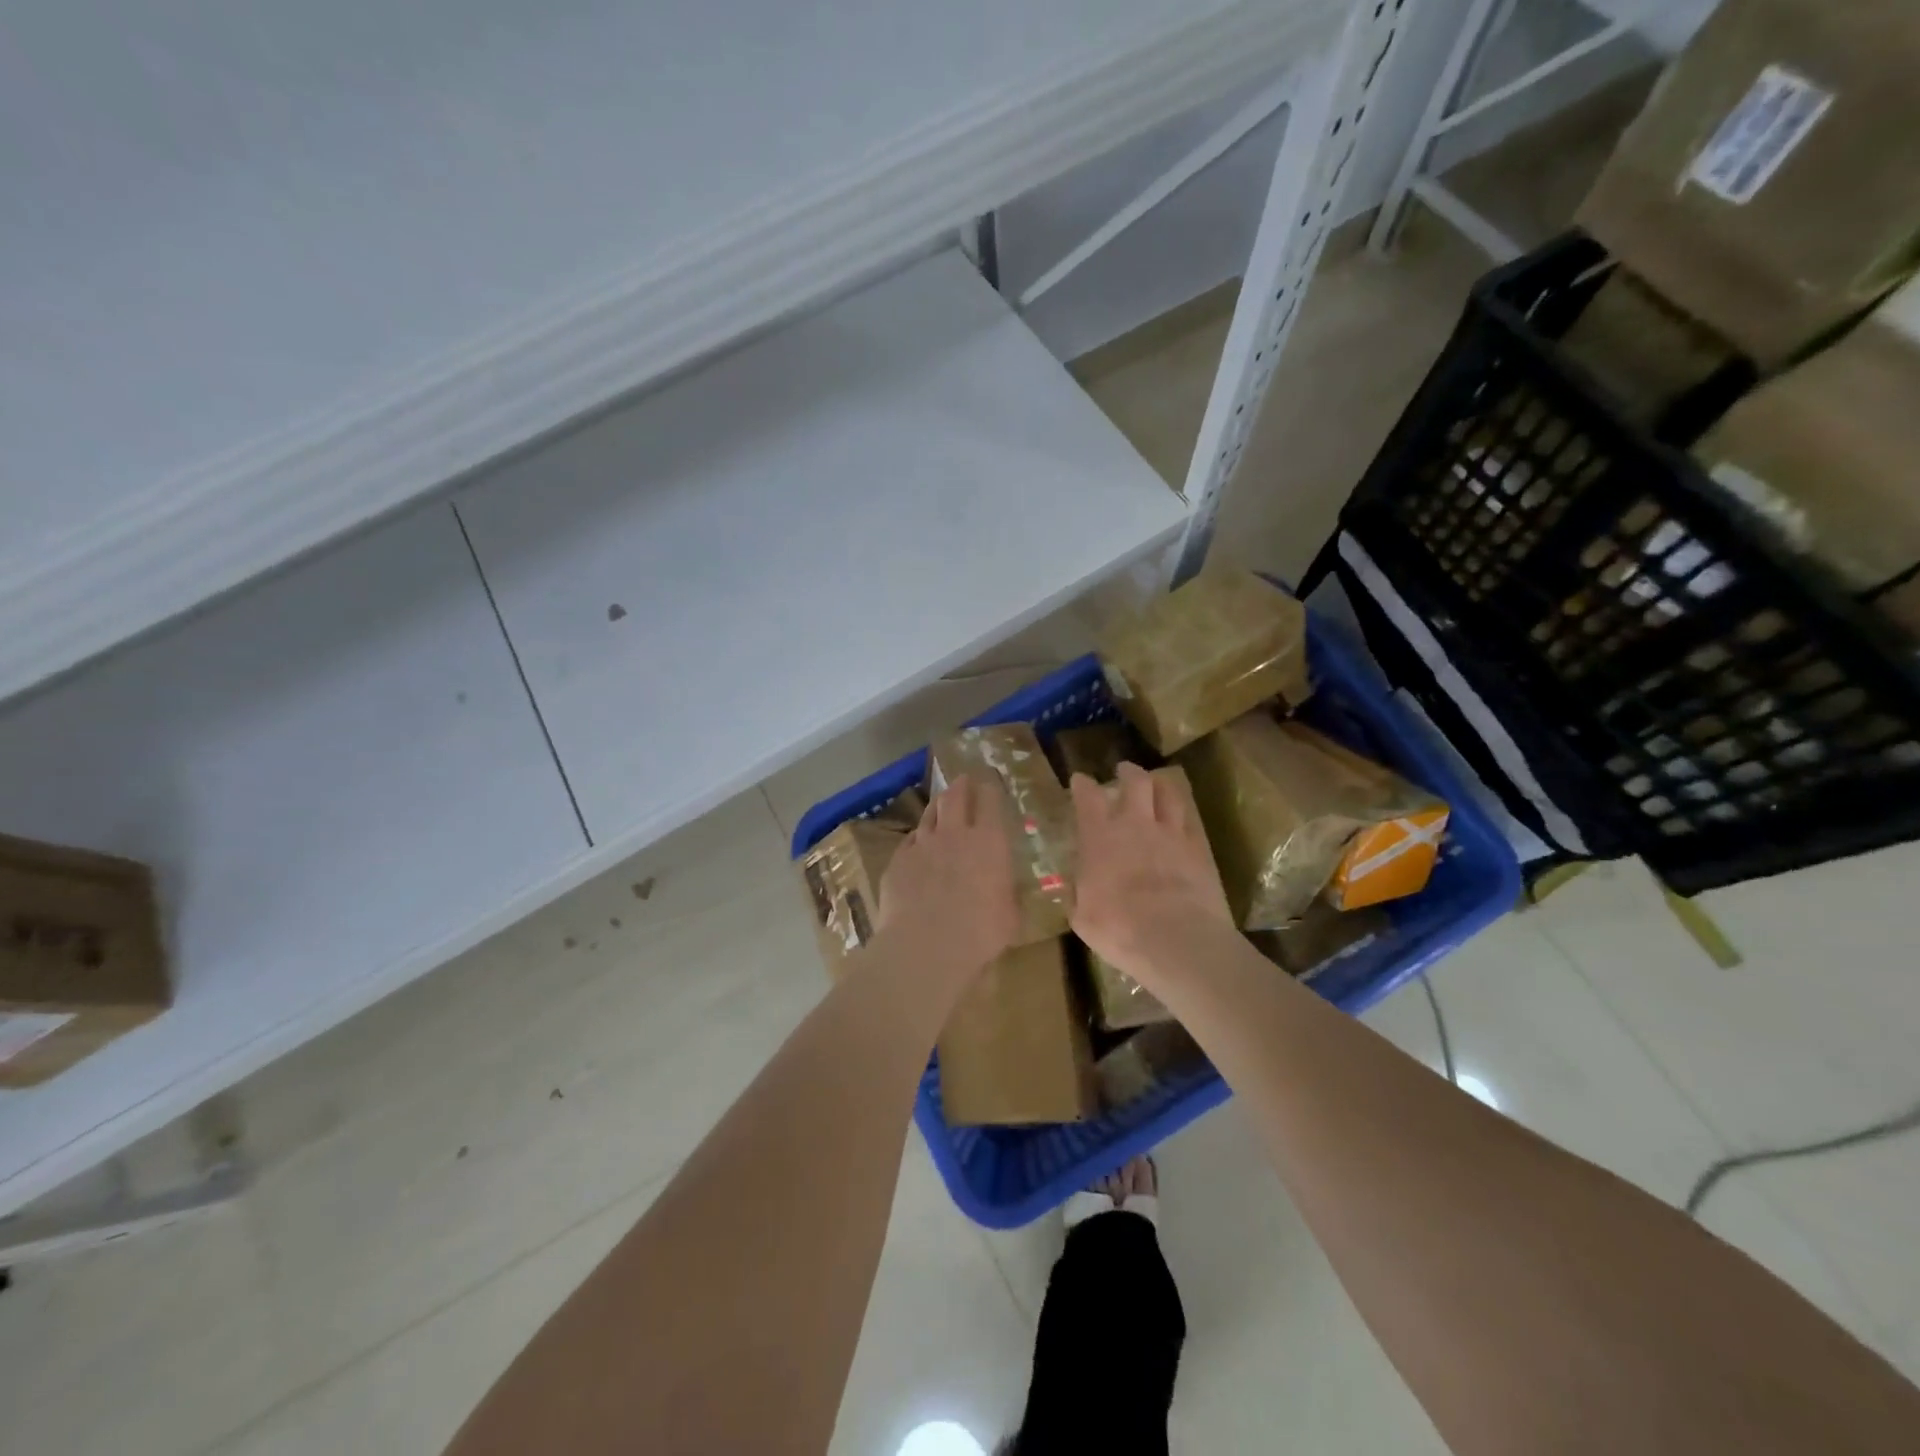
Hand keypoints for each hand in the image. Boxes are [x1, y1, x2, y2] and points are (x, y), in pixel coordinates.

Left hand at [876, 775, 1018, 983]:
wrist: (925, 946)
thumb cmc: (980, 933)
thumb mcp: (1009, 916)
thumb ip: (1005, 894)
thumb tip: (1004, 889)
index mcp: (989, 842)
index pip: (990, 800)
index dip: (990, 787)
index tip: (990, 780)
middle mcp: (954, 834)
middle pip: (955, 796)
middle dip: (960, 785)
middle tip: (963, 780)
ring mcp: (921, 845)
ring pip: (928, 814)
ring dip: (937, 807)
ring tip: (940, 806)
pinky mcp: (897, 861)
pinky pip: (909, 842)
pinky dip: (916, 841)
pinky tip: (917, 847)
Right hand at [1069, 762, 1234, 988]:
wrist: (1176, 940)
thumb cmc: (1119, 929)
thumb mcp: (1082, 917)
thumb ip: (1078, 894)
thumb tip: (1076, 887)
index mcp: (1100, 837)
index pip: (1088, 797)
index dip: (1082, 785)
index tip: (1080, 780)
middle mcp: (1135, 825)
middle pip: (1135, 782)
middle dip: (1128, 772)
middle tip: (1124, 771)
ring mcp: (1170, 834)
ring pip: (1168, 794)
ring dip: (1160, 785)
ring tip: (1157, 784)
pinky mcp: (1198, 849)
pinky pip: (1190, 821)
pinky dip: (1182, 815)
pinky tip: (1181, 820)